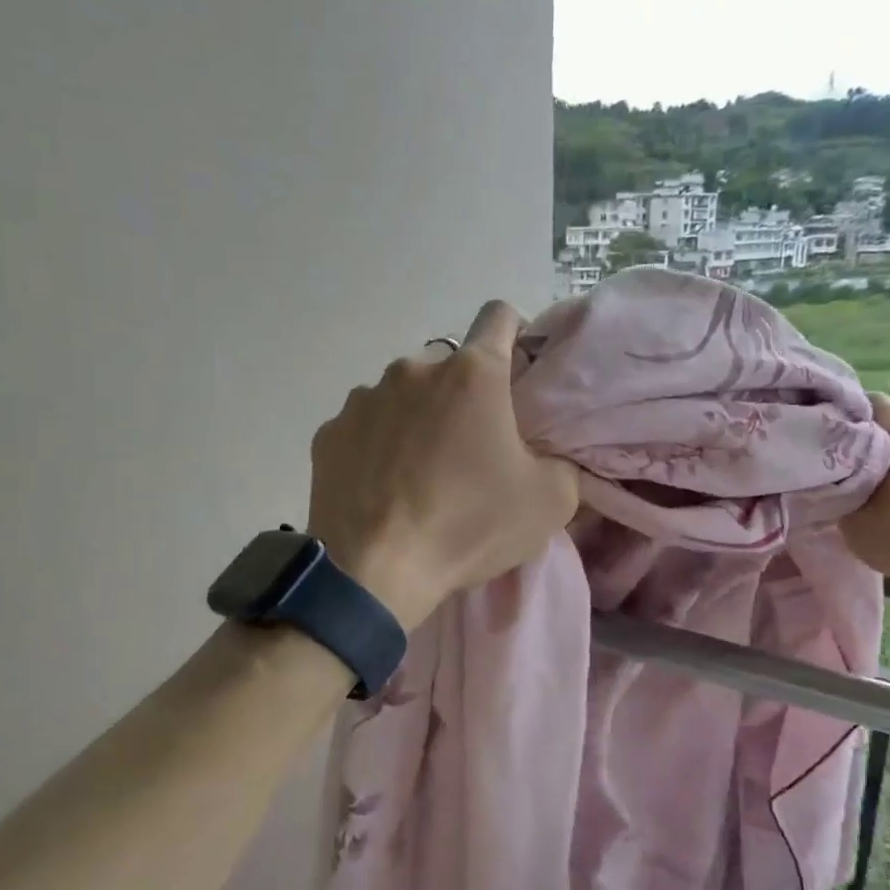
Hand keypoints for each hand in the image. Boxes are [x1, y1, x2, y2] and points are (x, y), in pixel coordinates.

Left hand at [307, 301, 579, 629]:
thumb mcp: (550, 502)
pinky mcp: (329, 432)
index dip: (515, 335)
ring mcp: (363, 398)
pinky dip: (377, 445)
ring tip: (419, 474)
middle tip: (469, 449)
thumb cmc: (468, 527)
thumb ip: (560, 461)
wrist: (374, 572)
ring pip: (403, 395)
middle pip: (449, 367)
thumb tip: (546, 453)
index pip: (500, 317)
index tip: (516, 373)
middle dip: (463, 396)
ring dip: (417, 419)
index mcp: (472, 374)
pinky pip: (365, 426)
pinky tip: (381, 486)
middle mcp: (413, 369)